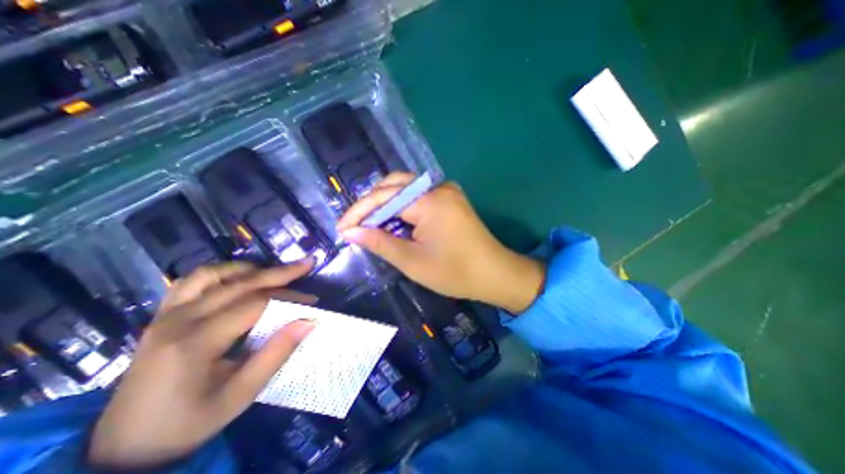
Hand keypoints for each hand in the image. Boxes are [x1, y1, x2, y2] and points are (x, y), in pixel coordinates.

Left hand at [87, 260, 316, 471]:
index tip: (313, 301)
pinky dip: (222, 273)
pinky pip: (193, 281)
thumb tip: (308, 322)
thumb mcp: (240, 395)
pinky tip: (239, 278)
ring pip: (215, 274)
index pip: (255, 304)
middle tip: (306, 264)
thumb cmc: (188, 423)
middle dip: (279, 273)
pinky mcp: (163, 315)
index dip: (289, 297)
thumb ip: (275, 354)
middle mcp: (179, 320)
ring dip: (250, 269)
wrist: (123, 447)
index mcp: (195, 342)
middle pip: (240, 284)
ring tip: (275, 273)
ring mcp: (167, 314)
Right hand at [335, 172, 540, 312]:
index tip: (341, 229)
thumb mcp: (412, 261)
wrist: (495, 274)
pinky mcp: (451, 198)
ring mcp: (447, 190)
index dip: (359, 213)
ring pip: (405, 189)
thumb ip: (379, 242)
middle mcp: (438, 187)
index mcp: (429, 200)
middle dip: (371, 205)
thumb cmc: (455, 272)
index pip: (383, 198)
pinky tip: (394, 221)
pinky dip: (402, 207)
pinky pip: (419, 196)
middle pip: (393, 186)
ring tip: (371, 225)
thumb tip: (351, 232)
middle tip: (356, 226)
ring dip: (386, 205)